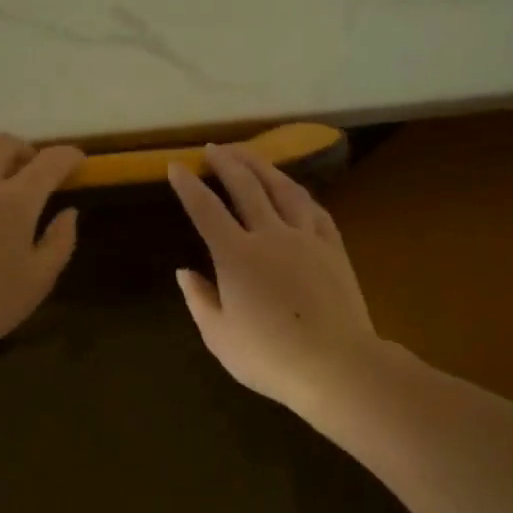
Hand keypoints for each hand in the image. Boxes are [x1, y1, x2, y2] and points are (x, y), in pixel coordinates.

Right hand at [167, 144, 383, 418]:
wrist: (336, 365)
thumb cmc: (269, 357)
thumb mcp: (219, 337)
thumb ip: (199, 299)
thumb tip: (184, 271)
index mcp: (236, 255)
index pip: (206, 210)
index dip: (188, 186)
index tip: (176, 166)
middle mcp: (270, 235)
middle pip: (246, 186)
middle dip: (226, 162)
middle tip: (214, 147)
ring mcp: (306, 238)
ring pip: (284, 189)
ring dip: (263, 166)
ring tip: (249, 154)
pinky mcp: (333, 248)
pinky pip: (315, 209)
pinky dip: (299, 193)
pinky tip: (294, 189)